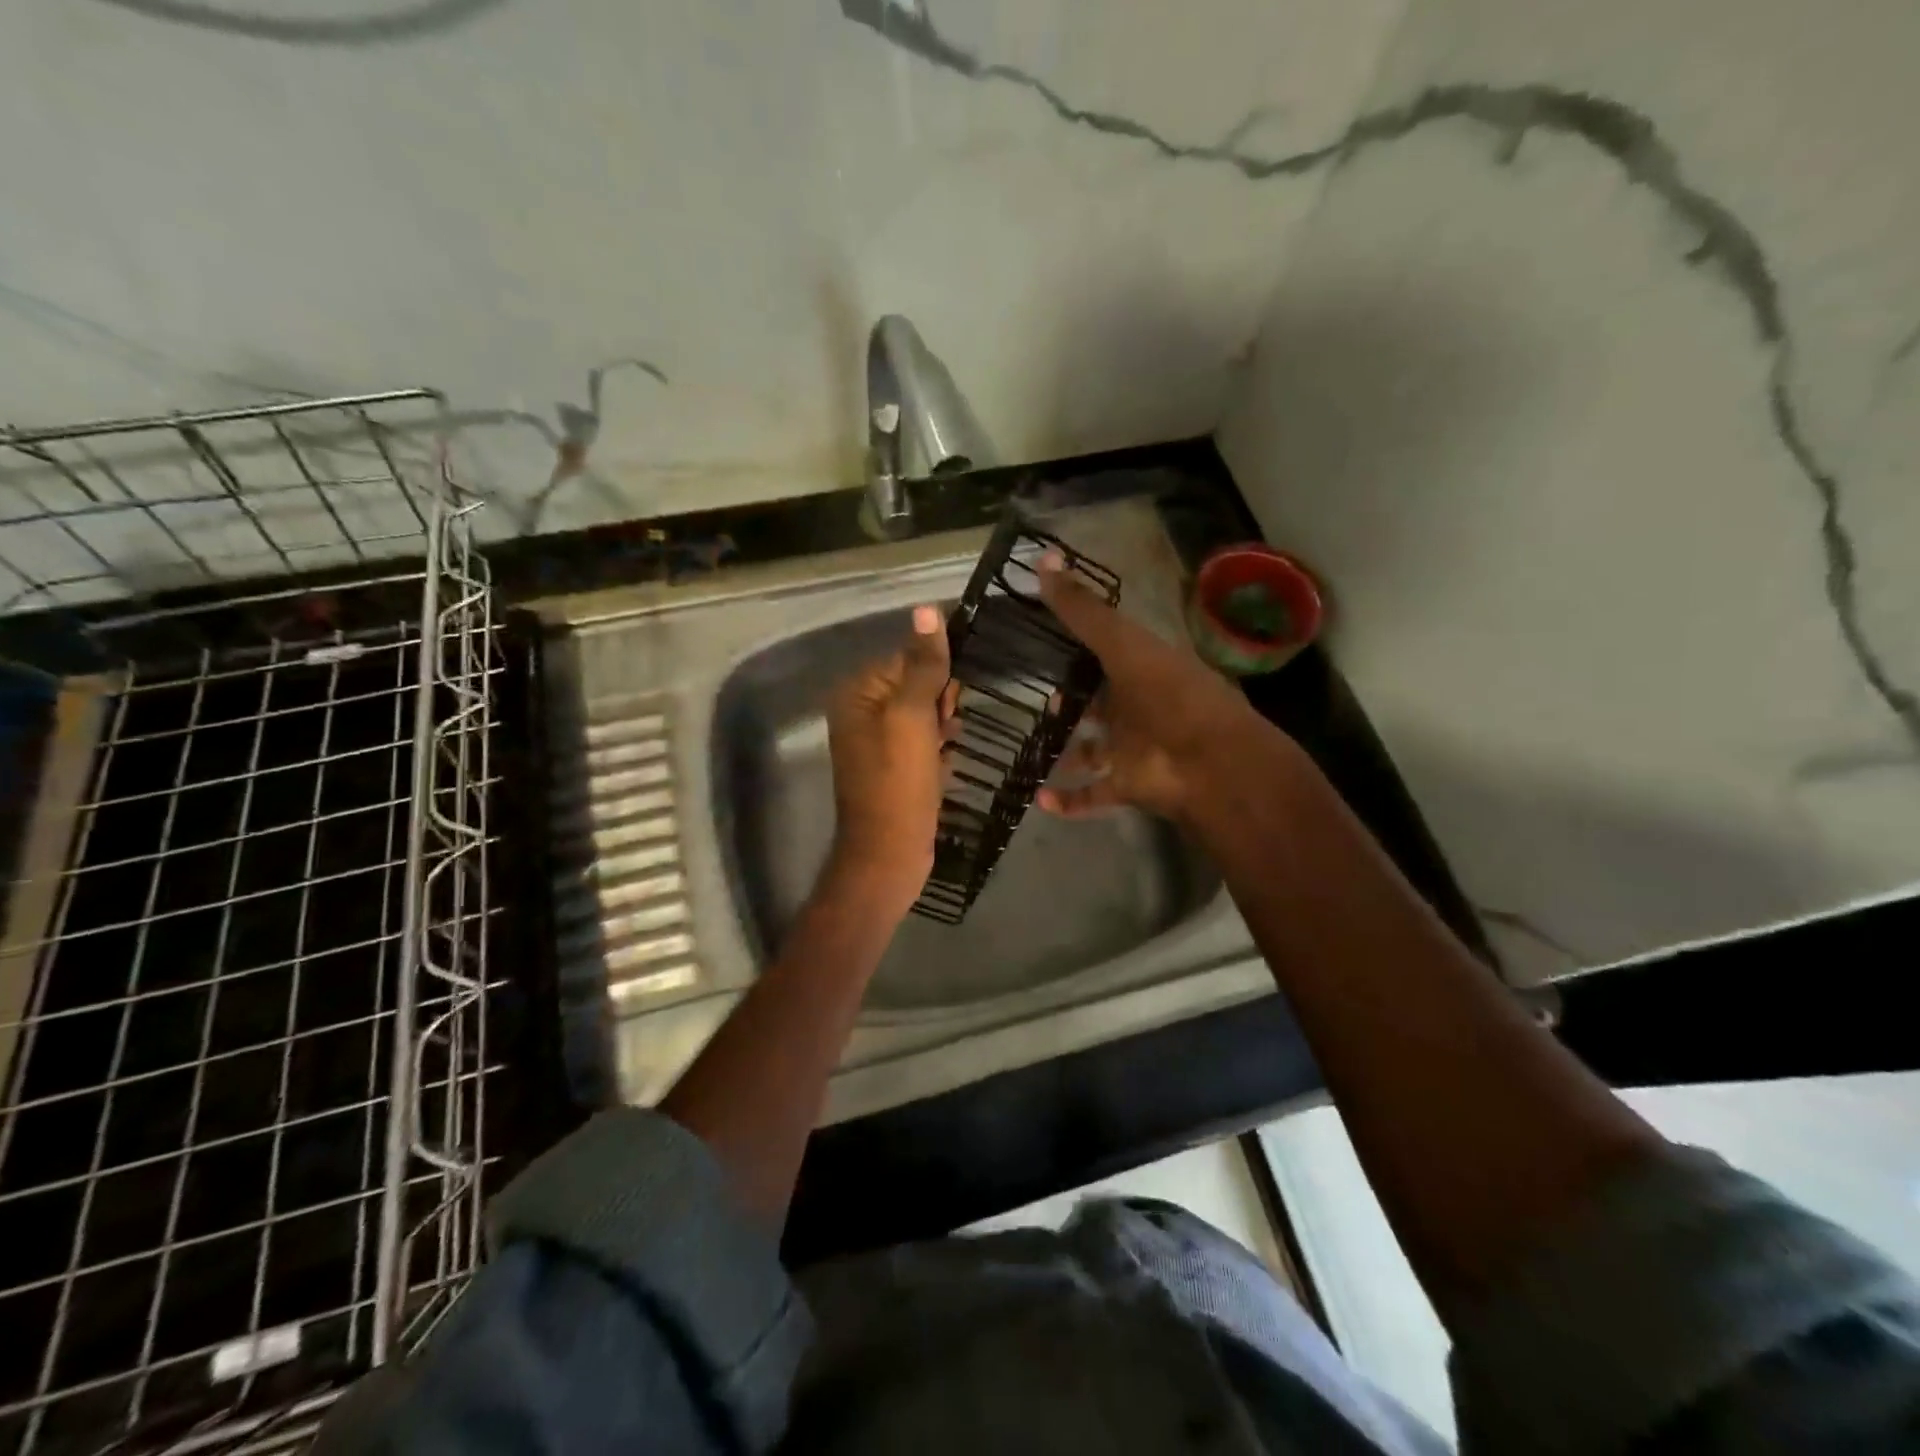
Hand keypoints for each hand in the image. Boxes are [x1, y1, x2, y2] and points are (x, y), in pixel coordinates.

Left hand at [825, 604, 955, 912]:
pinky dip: (939, 749)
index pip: (904, 658)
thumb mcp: (912, 716)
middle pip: (914, 686)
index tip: (952, 700)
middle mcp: (861, 714)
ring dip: (944, 726)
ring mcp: (877, 744)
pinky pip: (923, 743)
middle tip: (948, 729)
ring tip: (950, 746)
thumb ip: (922, 665)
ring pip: (923, 716)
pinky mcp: (895, 769)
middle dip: (940, 702)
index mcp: (857, 694)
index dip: (935, 674)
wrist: (889, 853)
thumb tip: (927, 609)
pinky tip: (948, 762)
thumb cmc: (899, 781)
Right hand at [1035, 551, 1264, 823]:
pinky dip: (1068, 799)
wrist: (1212, 763)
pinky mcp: (1128, 786)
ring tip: (1026, 747)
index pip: (1107, 650)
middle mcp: (1137, 708)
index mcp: (1142, 668)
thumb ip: (1083, 610)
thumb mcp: (1123, 644)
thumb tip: (1043, 562)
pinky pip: (1092, 795)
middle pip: (1099, 703)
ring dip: (1066, 753)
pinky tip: (1039, 798)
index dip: (1078, 643)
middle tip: (1034, 697)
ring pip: (1092, 751)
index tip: (1041, 637)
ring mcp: (1133, 749)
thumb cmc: (1169, 695)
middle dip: (1071, 702)